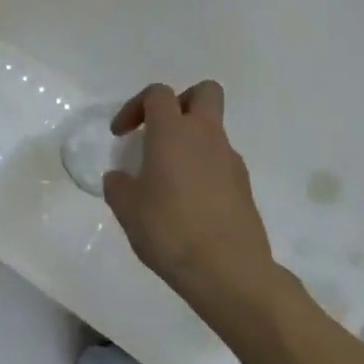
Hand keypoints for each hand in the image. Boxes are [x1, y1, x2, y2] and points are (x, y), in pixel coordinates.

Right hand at [103, 82, 287, 321]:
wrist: (228, 270)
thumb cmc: (169, 230)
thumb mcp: (127, 208)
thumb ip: (119, 185)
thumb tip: (121, 178)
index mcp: (173, 132)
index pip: (158, 94)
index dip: (135, 106)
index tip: (121, 135)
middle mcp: (206, 136)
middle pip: (204, 92)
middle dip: (180, 103)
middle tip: (159, 132)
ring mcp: (231, 160)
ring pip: (214, 130)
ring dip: (191, 141)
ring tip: (168, 177)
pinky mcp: (244, 186)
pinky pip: (221, 161)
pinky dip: (204, 169)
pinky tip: (189, 202)